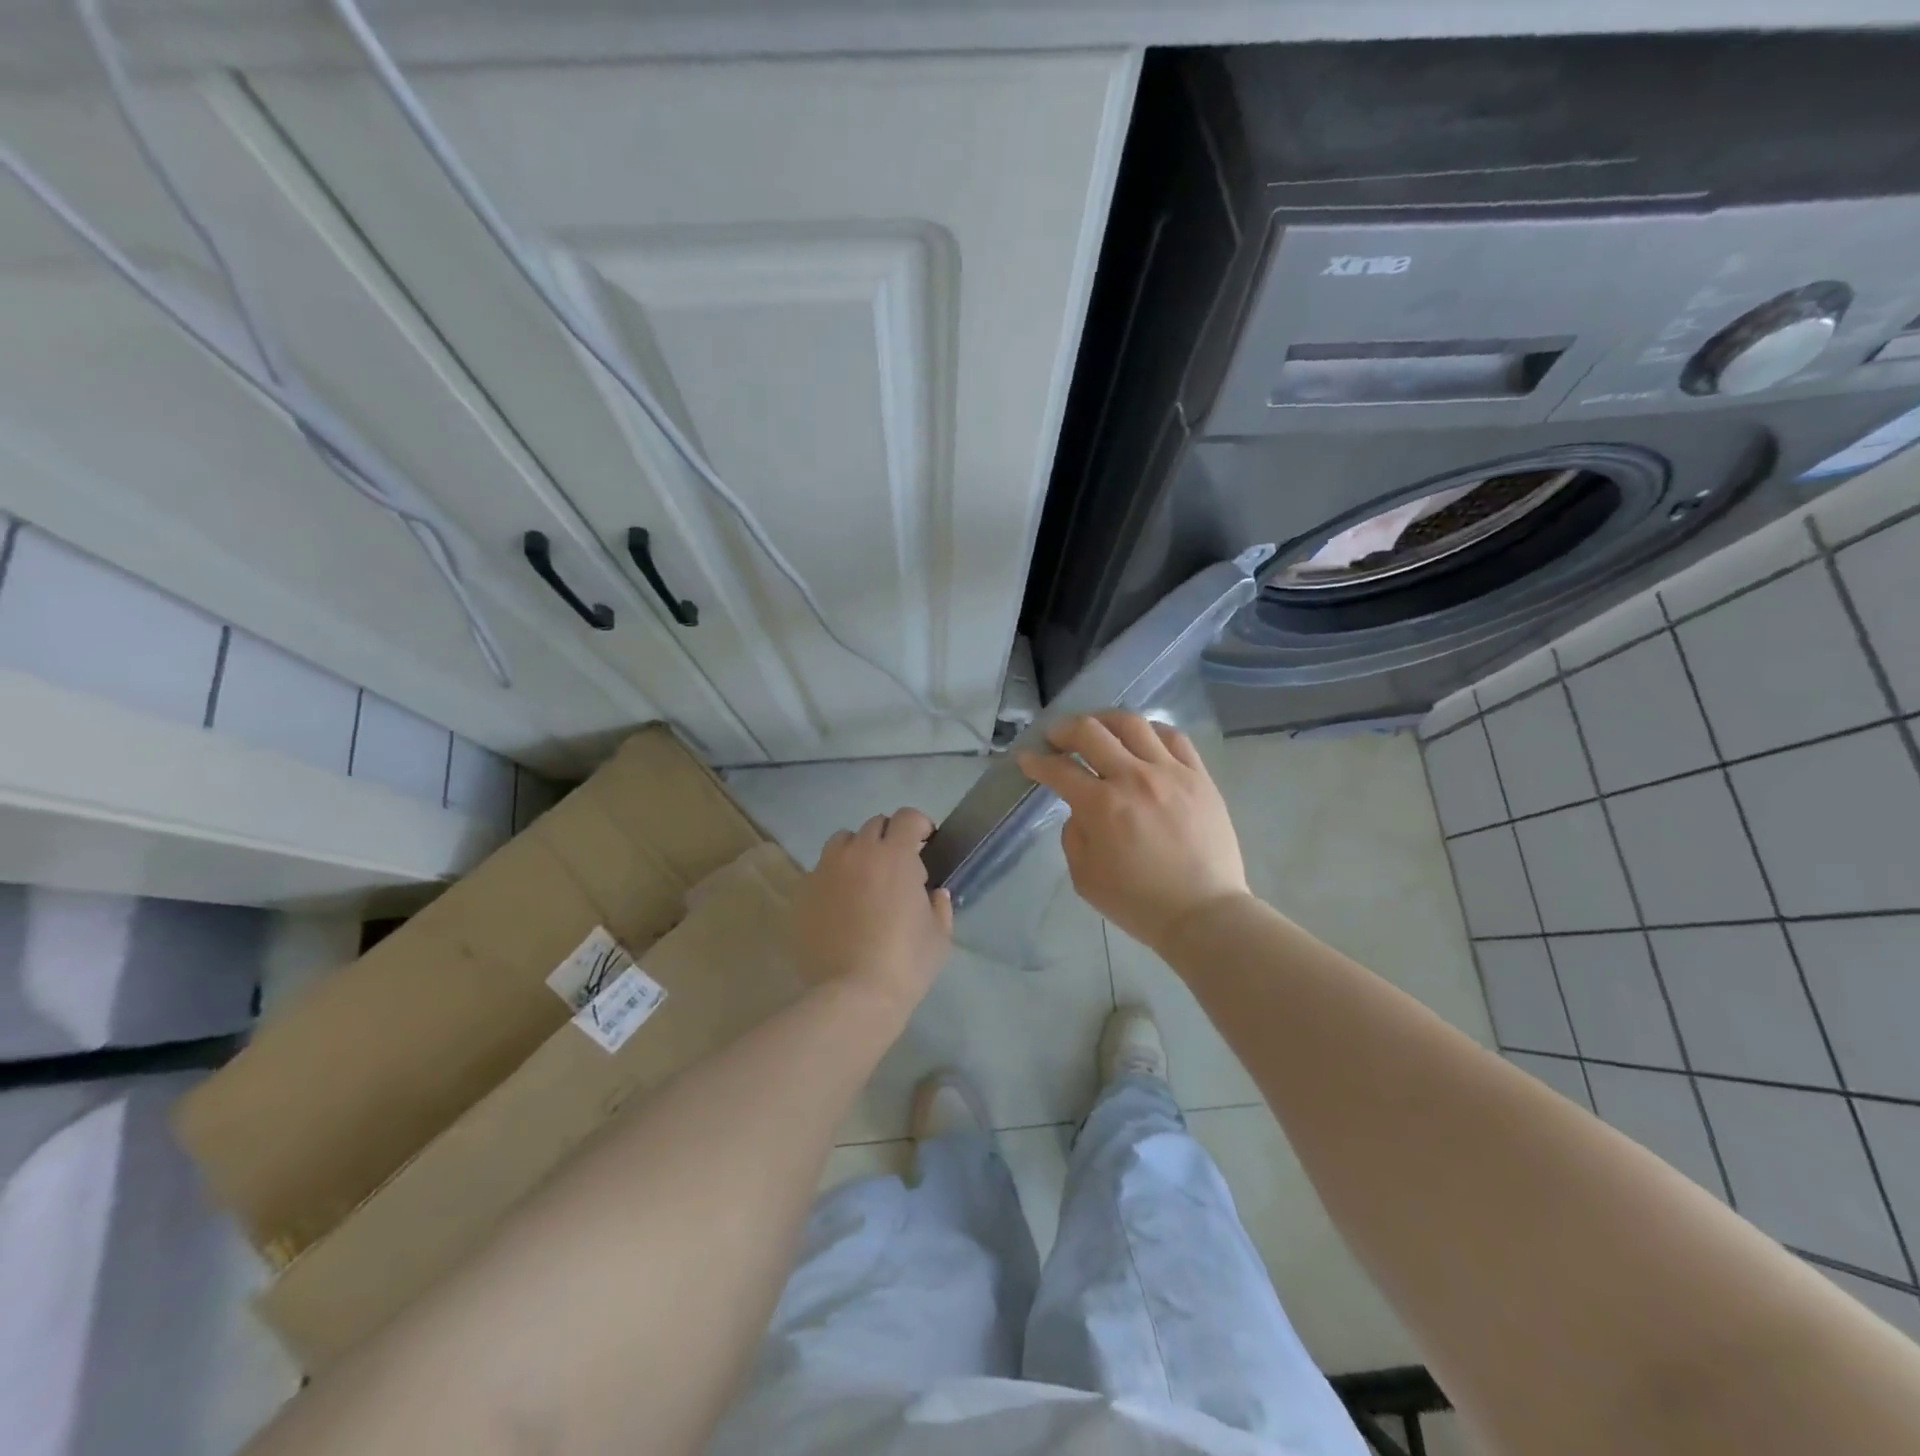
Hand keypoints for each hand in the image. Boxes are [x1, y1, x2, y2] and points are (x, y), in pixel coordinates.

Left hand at [792, 807, 952, 1012]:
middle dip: (889, 838)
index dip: (919, 825)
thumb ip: (939, 905)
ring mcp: (825, 871)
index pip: (907, 818)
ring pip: (842, 842)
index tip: (926, 842)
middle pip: (874, 825)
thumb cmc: (905, 963)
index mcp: (895, 856)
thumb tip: (934, 893)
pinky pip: (820, 871)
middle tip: (897, 866)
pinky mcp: (802, 894)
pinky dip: (834, 878)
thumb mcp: (939, 935)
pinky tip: (840, 906)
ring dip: (857, 851)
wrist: (852, 996)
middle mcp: (857, 853)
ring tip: (864, 880)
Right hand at [1019, 711, 1250, 954]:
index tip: (1026, 759)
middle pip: (1090, 731)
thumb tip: (1080, 809)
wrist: (1204, 914)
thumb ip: (1074, 835)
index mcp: (1101, 806)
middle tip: (1055, 738)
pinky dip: (1150, 730)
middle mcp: (1133, 778)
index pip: (1059, 769)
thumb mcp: (1085, 878)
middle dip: (1063, 730)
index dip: (1036, 761)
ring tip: (1097, 729)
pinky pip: (1173, 737)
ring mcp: (1170, 772)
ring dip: (1104, 720)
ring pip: (1131, 723)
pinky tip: (1142, 739)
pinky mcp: (1199, 776)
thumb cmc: (1139, 903)